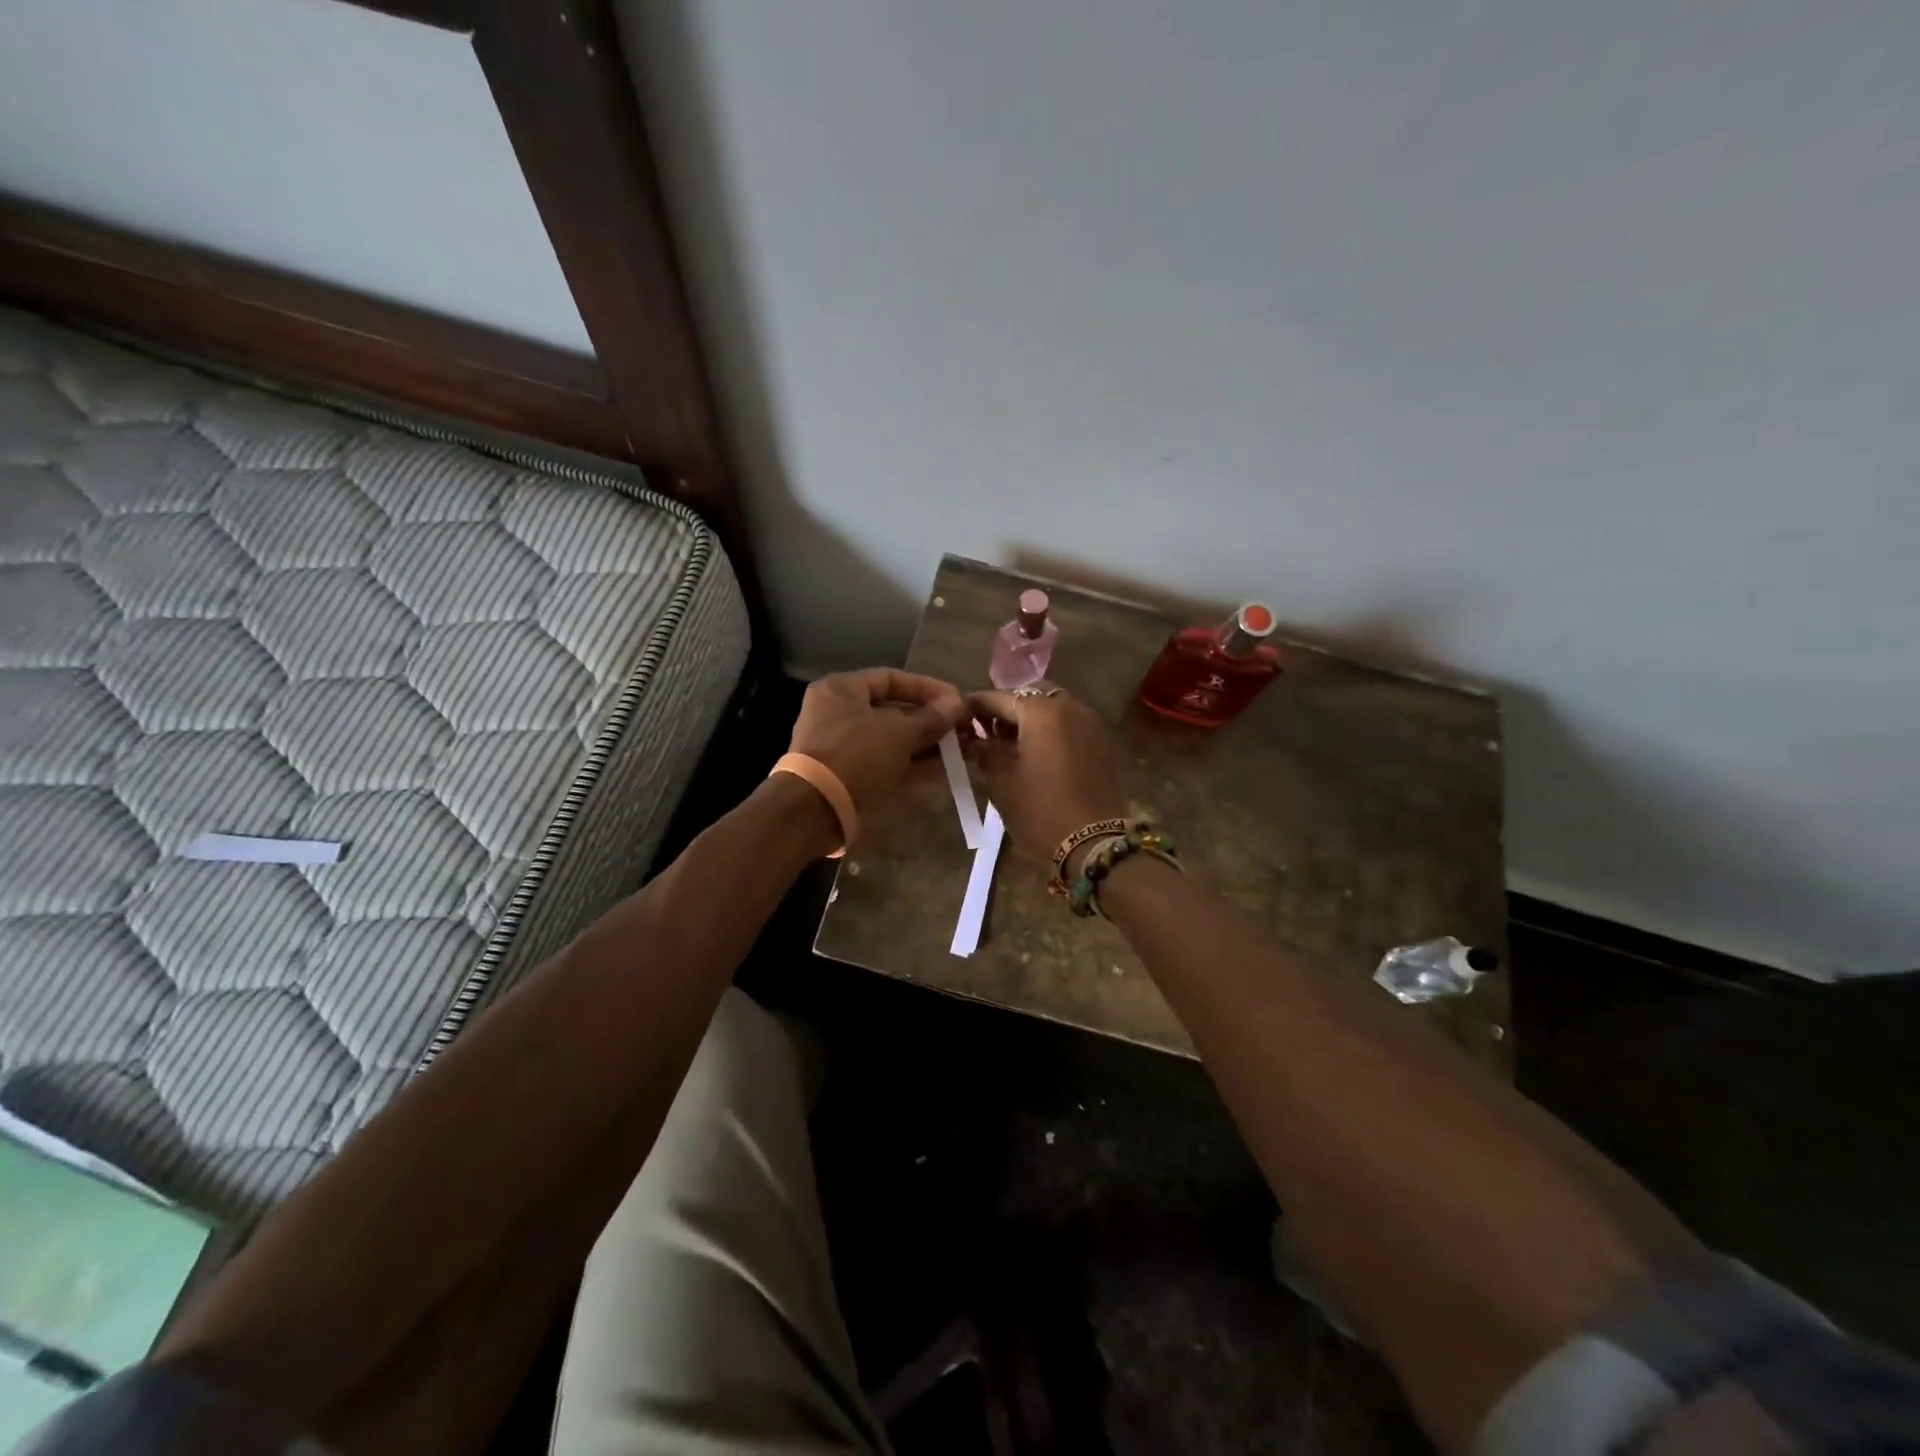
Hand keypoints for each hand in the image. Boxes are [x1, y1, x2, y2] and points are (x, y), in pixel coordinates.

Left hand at [789, 668, 967, 816]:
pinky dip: (913, 765)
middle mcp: (839, 713)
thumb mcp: (899, 733)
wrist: (814, 809)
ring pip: (892, 740)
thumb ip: (931, 718)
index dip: (927, 688)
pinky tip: (944, 771)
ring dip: (926, 745)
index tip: (957, 700)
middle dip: (930, 720)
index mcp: (841, 690)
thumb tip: (960, 703)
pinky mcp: (849, 775)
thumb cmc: (855, 755)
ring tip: (961, 750)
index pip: (891, 678)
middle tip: (963, 728)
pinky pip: (886, 763)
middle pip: (893, 711)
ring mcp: (843, 746)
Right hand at [965, 688, 1126, 864]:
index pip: (999, 697)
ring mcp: (1089, 723)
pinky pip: (1067, 724)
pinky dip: (1048, 731)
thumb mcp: (1002, 781)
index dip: (975, 707)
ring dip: (1028, 720)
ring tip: (1007, 746)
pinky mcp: (1100, 743)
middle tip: (986, 732)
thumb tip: (973, 741)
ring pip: (1051, 708)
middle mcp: (1069, 707)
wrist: (1094, 842)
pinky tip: (1033, 755)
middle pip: (1030, 696)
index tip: (958, 718)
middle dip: (1006, 710)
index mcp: (1041, 711)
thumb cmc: (1040, 810)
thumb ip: (985, 752)